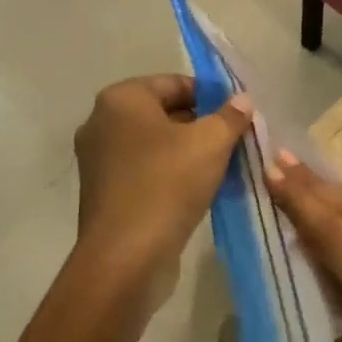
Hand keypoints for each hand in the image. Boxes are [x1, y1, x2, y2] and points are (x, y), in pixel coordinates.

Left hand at [72, 75, 251, 306]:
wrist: (125, 258)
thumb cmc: (167, 184)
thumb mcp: (211, 143)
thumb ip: (230, 116)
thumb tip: (242, 101)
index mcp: (121, 99)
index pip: (175, 83)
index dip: (212, 96)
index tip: (239, 116)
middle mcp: (101, 123)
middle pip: (164, 112)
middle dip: (201, 125)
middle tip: (235, 141)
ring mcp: (98, 160)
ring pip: (155, 144)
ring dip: (189, 152)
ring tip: (223, 167)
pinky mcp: (104, 193)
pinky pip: (144, 171)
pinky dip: (170, 174)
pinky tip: (199, 190)